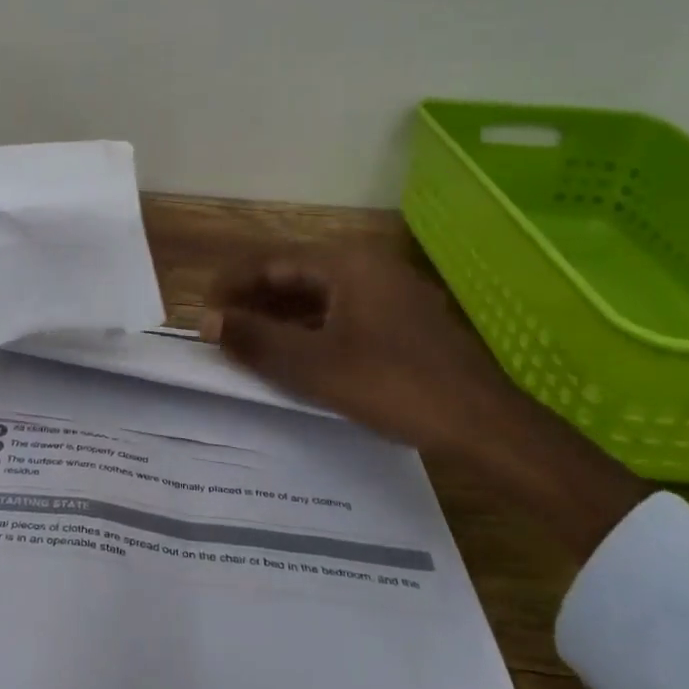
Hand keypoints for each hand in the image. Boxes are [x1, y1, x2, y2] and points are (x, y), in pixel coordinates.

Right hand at [203, 247, 649, 560]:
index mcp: (347, 264)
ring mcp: (390, 295)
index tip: (203, 309)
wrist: (486, 426)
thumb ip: (257, 340)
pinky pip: (343, 315)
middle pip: (296, 276)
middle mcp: (368, 268)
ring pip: (320, 298)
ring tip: (248, 343)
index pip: (273, 262)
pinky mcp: (403, 324)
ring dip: (281, 318)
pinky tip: (295, 356)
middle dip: (255, 301)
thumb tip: (206, 321)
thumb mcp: (315, 366)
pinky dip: (311, 331)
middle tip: (221, 329)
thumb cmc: (395, 386)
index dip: (232, 284)